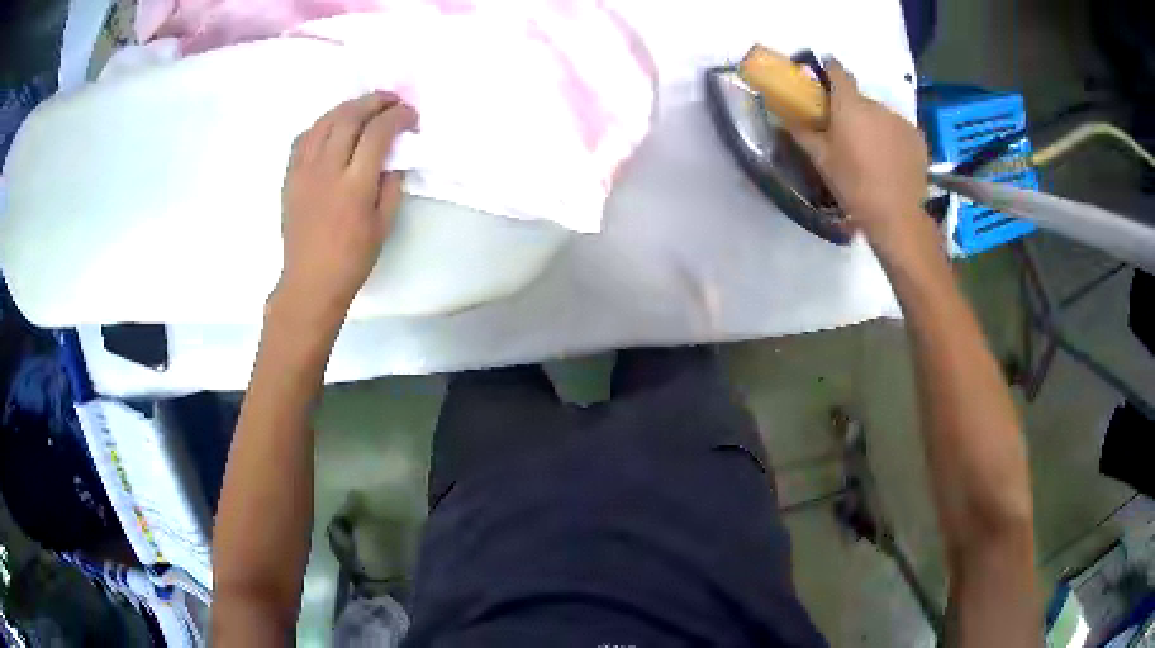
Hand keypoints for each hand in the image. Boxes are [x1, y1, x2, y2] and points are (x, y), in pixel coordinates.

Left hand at [276, 92, 418, 318]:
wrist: (309, 282)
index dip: (398, 116)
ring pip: (324, 121)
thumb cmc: (352, 259)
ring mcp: (303, 171)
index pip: (378, 133)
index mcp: (354, 186)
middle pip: (349, 117)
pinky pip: (304, 137)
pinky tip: (333, 126)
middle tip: (391, 101)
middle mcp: (326, 170)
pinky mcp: (289, 176)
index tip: (411, 116)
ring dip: (348, 107)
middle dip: (374, 101)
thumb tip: (395, 154)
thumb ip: (391, 183)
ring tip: (364, 107)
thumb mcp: (384, 225)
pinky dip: (323, 124)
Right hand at [788, 60, 928, 244]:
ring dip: (873, 124)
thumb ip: (802, 132)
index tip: (824, 74)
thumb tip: (783, 116)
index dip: (829, 69)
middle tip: (847, 132)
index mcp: (850, 105)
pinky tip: (890, 159)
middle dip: (852, 109)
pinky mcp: (917, 137)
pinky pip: (898, 129)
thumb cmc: (853, 185)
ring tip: (871, 151)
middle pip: (860, 98)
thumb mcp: (821, 160)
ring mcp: (900, 120)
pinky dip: (892, 137)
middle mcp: (877, 105)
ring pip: (881, 115)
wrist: (896, 215)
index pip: (838, 71)